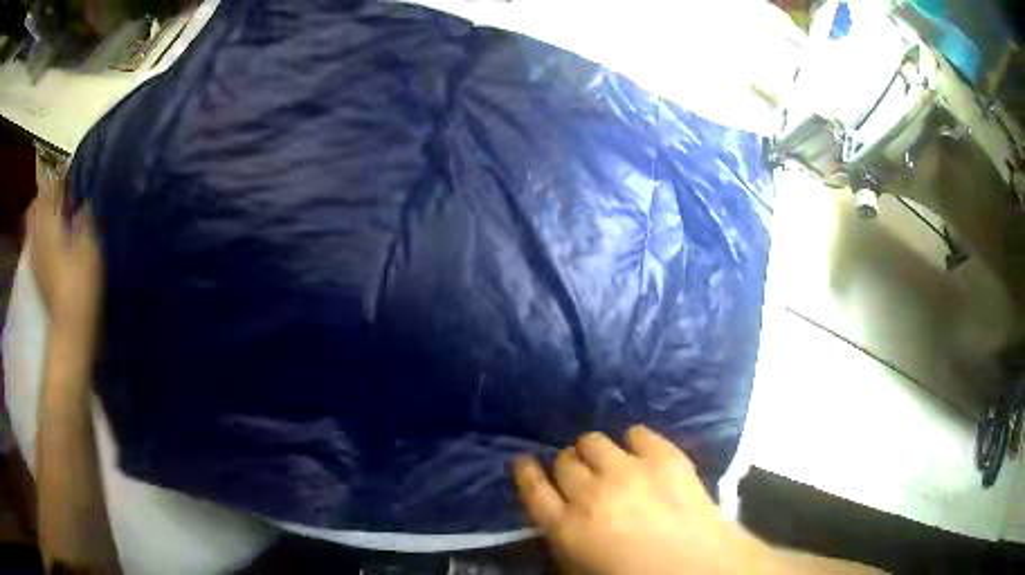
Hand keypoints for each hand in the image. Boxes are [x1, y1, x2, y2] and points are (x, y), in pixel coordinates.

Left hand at [27, 156, 103, 352]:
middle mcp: (37, 235)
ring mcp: (35, 256)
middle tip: (62, 194)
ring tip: (57, 214)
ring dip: (42, 214)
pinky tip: (51, 239)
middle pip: (36, 204)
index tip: (73, 176)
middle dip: (47, 195)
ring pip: (33, 223)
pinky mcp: (37, 273)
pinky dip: (40, 234)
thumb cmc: (81, 285)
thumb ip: (85, 216)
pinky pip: (34, 242)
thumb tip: (84, 199)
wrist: (71, 330)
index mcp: (48, 223)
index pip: (49, 188)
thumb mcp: (90, 245)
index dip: (60, 178)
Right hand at [513, 426, 766, 574]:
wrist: (699, 567)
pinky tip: (641, 452)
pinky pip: (637, 433)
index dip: (525, 471)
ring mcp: (629, 471)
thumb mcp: (583, 566)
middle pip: (564, 461)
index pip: (533, 489)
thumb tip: (560, 512)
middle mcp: (591, 493)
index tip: (523, 461)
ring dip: (596, 451)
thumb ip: (565, 536)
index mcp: (567, 527)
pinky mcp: (664, 457)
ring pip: (594, 441)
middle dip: (568, 466)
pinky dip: (635, 441)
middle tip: (583, 475)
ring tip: (610, 461)